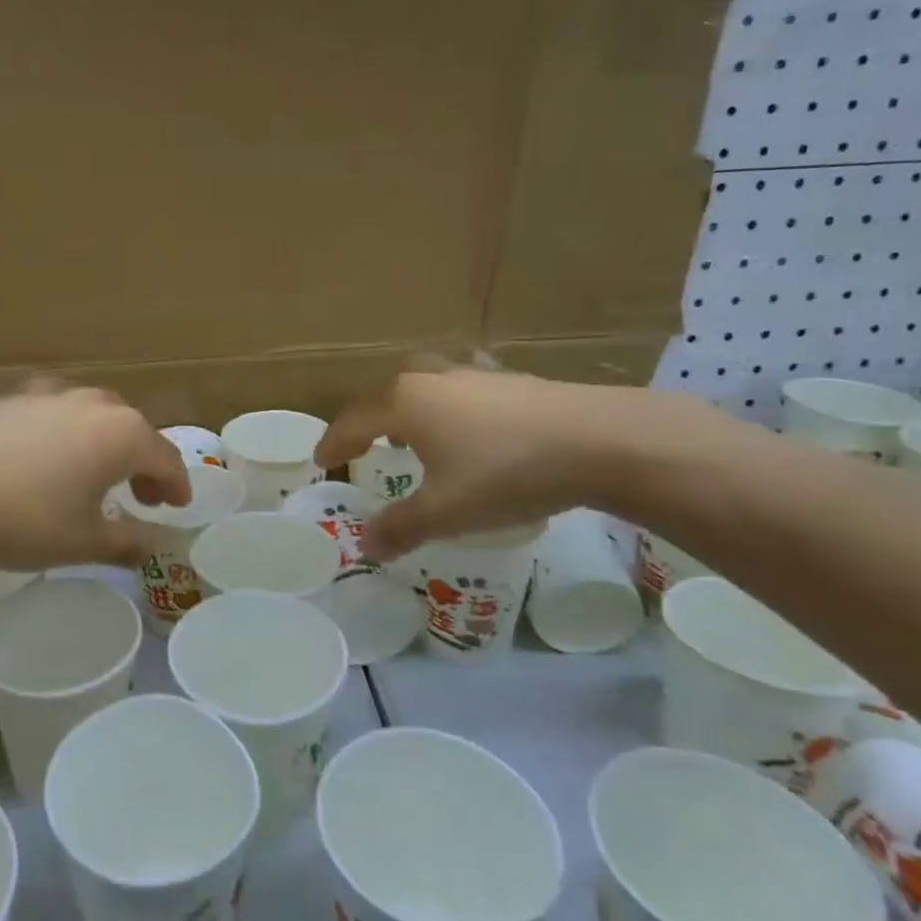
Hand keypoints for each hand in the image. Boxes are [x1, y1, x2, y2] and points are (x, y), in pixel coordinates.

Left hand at [0, 382, 190, 570]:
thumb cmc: (25, 520)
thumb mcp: (83, 542)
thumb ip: (125, 542)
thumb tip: (149, 546)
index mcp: (121, 434)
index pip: (165, 457)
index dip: (176, 484)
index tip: (177, 506)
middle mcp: (92, 404)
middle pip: (132, 430)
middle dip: (142, 462)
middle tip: (140, 495)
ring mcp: (49, 395)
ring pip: (92, 415)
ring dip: (104, 443)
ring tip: (93, 474)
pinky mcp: (11, 399)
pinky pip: (54, 414)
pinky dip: (64, 435)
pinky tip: (44, 460)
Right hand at [316, 369, 697, 561]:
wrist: (598, 440)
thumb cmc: (505, 473)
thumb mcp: (446, 511)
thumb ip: (401, 528)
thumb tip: (365, 546)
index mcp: (404, 404)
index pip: (353, 421)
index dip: (335, 443)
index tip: (322, 460)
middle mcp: (431, 380)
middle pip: (386, 396)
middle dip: (370, 421)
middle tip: (367, 447)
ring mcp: (473, 374)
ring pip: (426, 386)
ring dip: (411, 410)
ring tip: (416, 436)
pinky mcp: (512, 380)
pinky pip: (463, 390)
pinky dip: (451, 407)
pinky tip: (473, 427)